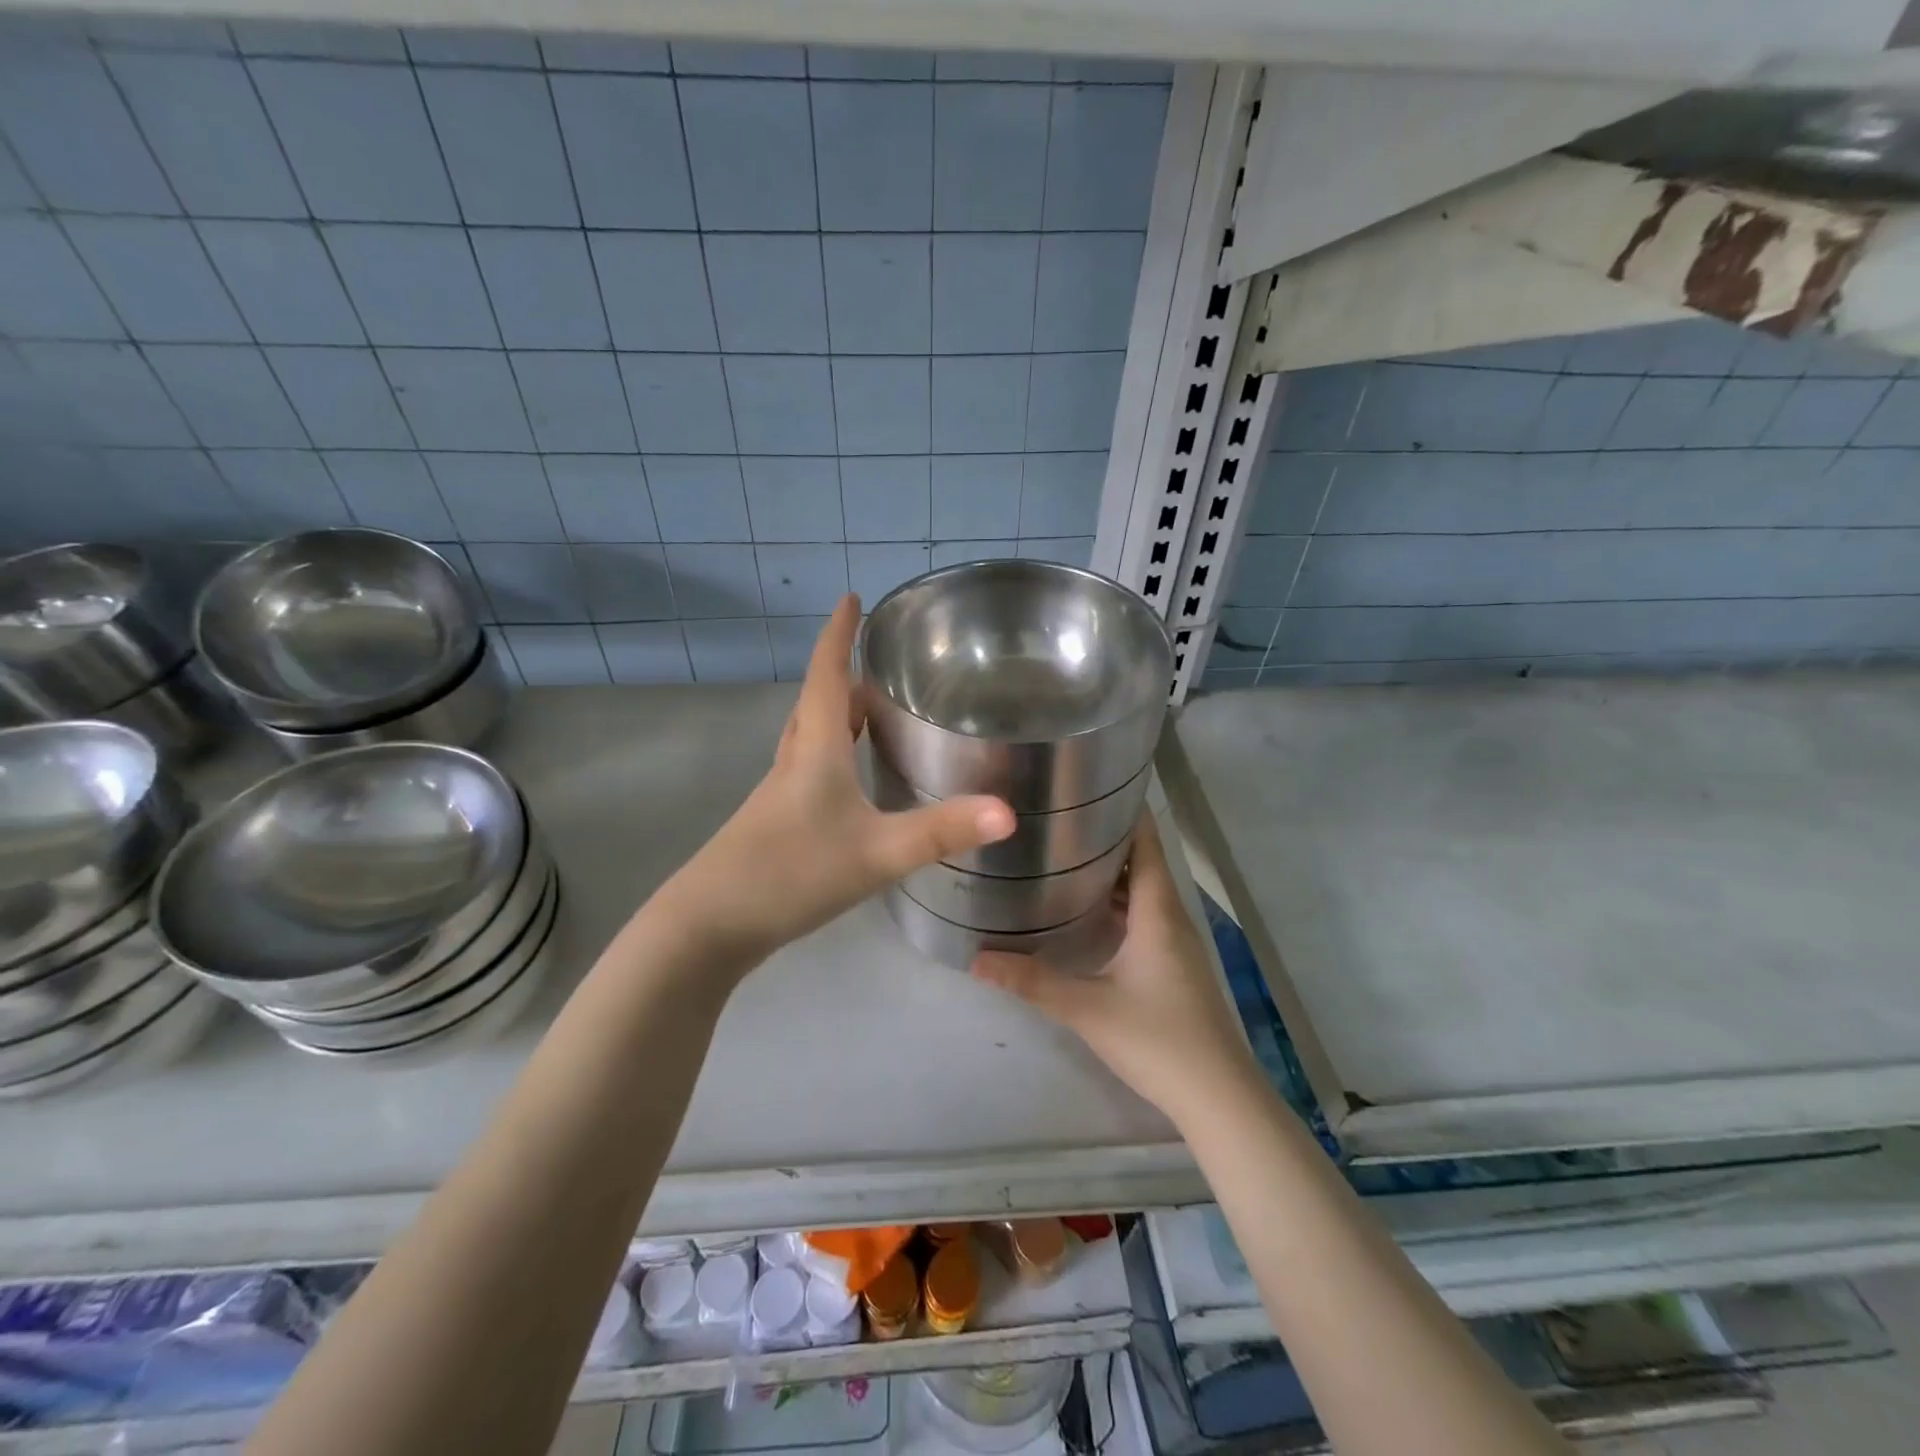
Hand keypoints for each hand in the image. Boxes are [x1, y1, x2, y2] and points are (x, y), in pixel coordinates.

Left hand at [655, 596, 1014, 972]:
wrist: (708, 926)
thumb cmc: (792, 873)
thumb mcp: (876, 853)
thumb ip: (941, 832)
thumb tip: (1009, 813)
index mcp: (815, 751)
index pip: (827, 676)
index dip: (839, 635)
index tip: (850, 598)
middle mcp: (793, 763)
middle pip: (818, 705)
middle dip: (844, 676)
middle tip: (877, 663)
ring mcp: (778, 797)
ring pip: (809, 740)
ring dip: (837, 717)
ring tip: (870, 714)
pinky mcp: (774, 826)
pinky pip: (807, 772)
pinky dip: (831, 757)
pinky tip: (848, 785)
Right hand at [972, 813, 1261, 1126]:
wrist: (1219, 1099)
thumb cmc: (1158, 1039)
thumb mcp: (1088, 1008)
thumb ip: (1032, 981)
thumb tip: (976, 958)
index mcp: (1157, 910)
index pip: (1145, 842)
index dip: (1123, 810)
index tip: (1086, 786)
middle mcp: (1170, 918)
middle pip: (1141, 862)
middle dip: (1104, 839)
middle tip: (1056, 822)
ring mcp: (1176, 945)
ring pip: (1142, 892)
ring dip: (1110, 874)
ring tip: (1063, 859)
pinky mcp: (1174, 968)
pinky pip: (1144, 918)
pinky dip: (1118, 905)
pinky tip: (1087, 915)